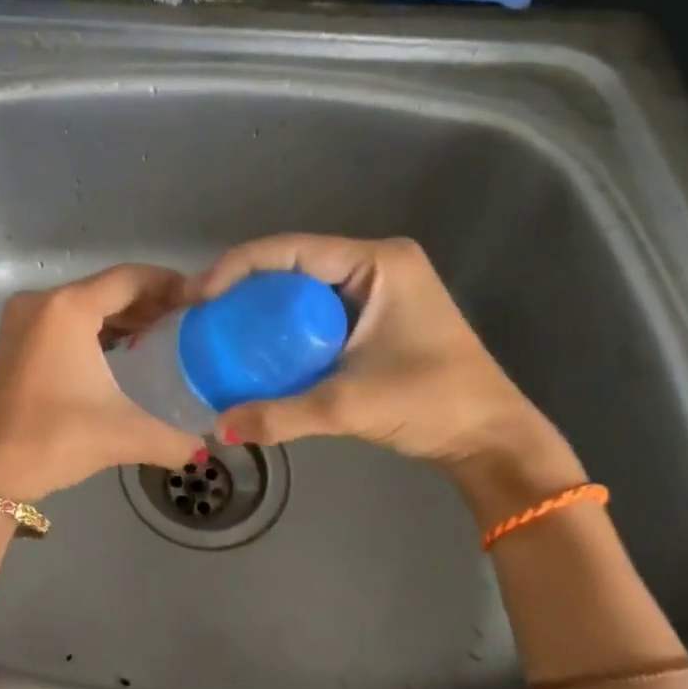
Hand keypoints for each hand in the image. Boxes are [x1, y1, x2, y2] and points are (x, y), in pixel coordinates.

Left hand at [0, 264, 202, 501]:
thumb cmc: (56, 440)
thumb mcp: (124, 435)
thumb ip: (174, 439)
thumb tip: (205, 449)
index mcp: (69, 309)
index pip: (130, 279)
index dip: (169, 283)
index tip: (201, 297)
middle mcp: (43, 302)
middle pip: (107, 288)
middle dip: (149, 300)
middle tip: (189, 317)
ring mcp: (24, 319)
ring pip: (86, 304)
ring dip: (123, 315)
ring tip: (165, 331)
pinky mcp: (16, 339)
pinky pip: (66, 320)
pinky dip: (97, 328)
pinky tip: (125, 347)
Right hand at [186, 234, 552, 469]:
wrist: (490, 439)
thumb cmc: (433, 406)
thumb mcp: (350, 406)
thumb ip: (282, 415)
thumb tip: (219, 426)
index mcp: (378, 263)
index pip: (292, 250)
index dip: (237, 267)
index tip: (197, 296)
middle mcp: (378, 264)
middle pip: (293, 262)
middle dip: (243, 285)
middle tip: (200, 313)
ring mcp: (379, 288)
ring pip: (303, 285)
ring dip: (261, 304)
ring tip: (218, 327)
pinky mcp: (376, 314)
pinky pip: (316, 308)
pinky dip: (283, 323)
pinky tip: (255, 344)